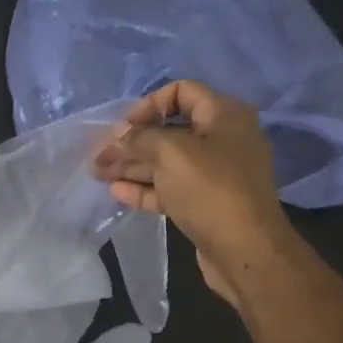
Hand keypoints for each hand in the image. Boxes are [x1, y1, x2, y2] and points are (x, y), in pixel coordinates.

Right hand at [94, 80, 292, 301]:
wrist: (244, 250)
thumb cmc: (210, 190)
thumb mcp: (171, 153)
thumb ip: (140, 138)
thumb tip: (121, 136)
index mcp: (224, 116)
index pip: (182, 92)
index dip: (149, 104)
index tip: (125, 126)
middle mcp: (222, 140)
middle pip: (170, 131)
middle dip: (133, 141)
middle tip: (101, 154)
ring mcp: (214, 174)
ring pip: (166, 162)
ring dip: (133, 166)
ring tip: (98, 173)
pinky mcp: (205, 204)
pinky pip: (170, 188)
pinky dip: (144, 188)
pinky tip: (117, 192)